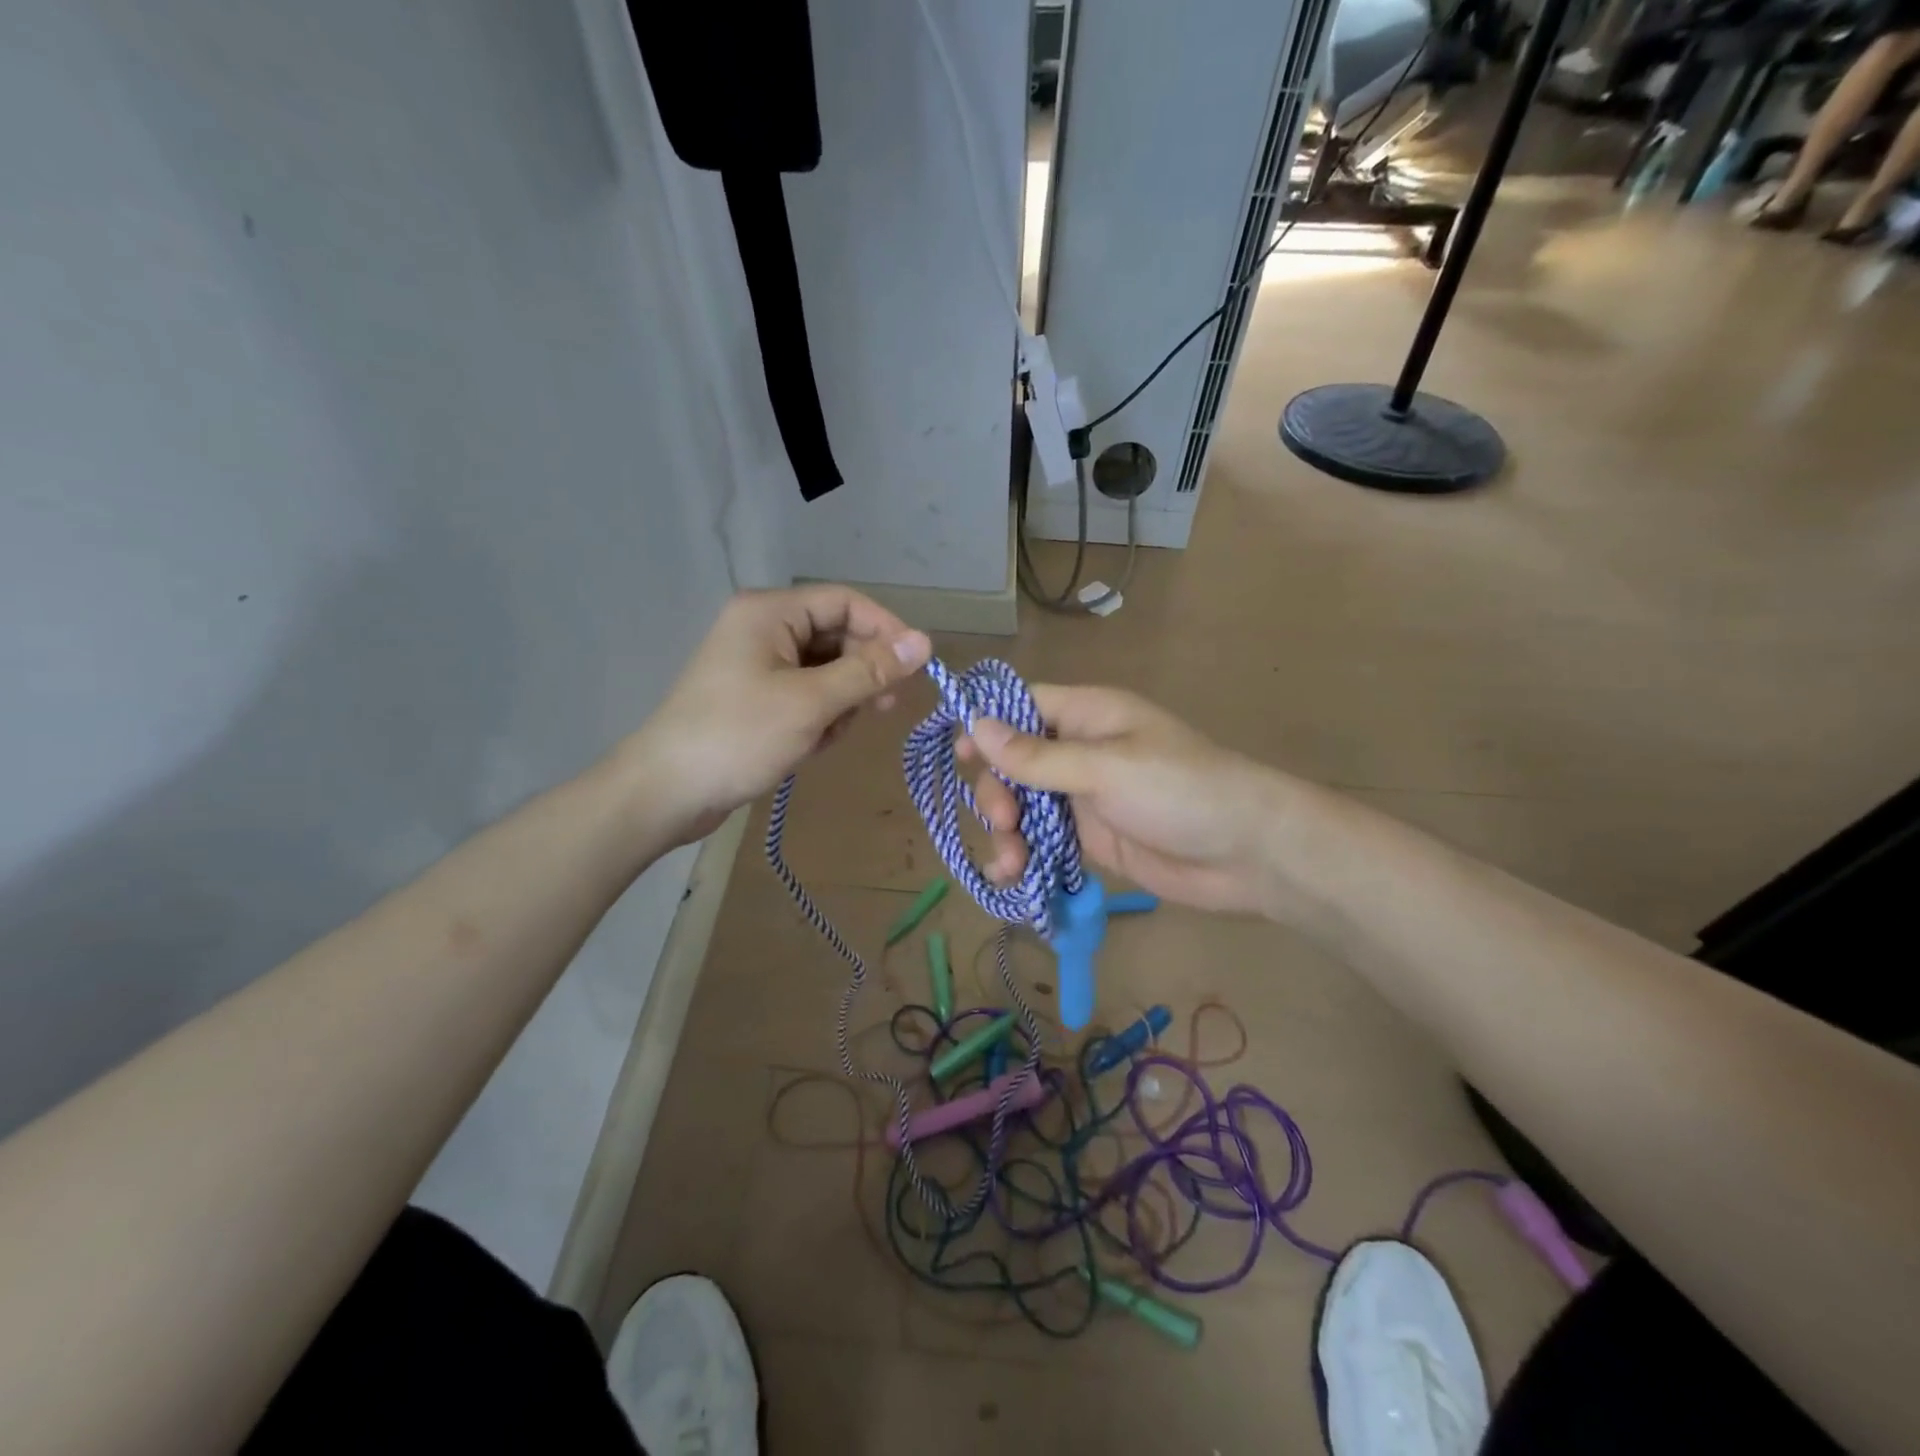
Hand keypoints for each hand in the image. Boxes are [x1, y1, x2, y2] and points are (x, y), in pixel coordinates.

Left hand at [626, 586, 930, 843]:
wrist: (667, 792)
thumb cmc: (739, 737)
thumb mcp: (811, 703)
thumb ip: (869, 671)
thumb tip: (925, 642)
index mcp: (770, 612)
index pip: (845, 602)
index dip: (886, 629)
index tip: (917, 666)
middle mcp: (764, 628)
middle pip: (837, 635)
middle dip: (863, 672)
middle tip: (884, 708)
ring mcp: (758, 664)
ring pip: (826, 670)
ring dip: (841, 701)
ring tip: (833, 735)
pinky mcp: (756, 697)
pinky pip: (807, 694)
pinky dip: (820, 716)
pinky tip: (813, 745)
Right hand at [963, 686, 1284, 914]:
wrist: (1247, 853)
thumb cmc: (1179, 791)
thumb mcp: (1105, 768)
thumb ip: (1038, 755)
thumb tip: (976, 725)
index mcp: (1088, 716)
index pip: (1023, 706)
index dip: (986, 725)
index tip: (958, 755)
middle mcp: (1081, 751)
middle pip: (1014, 762)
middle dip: (998, 791)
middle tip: (1003, 821)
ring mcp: (1085, 797)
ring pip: (1024, 805)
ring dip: (1006, 831)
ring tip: (1009, 863)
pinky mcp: (1092, 838)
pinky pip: (1044, 841)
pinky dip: (1025, 856)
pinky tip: (1015, 877)